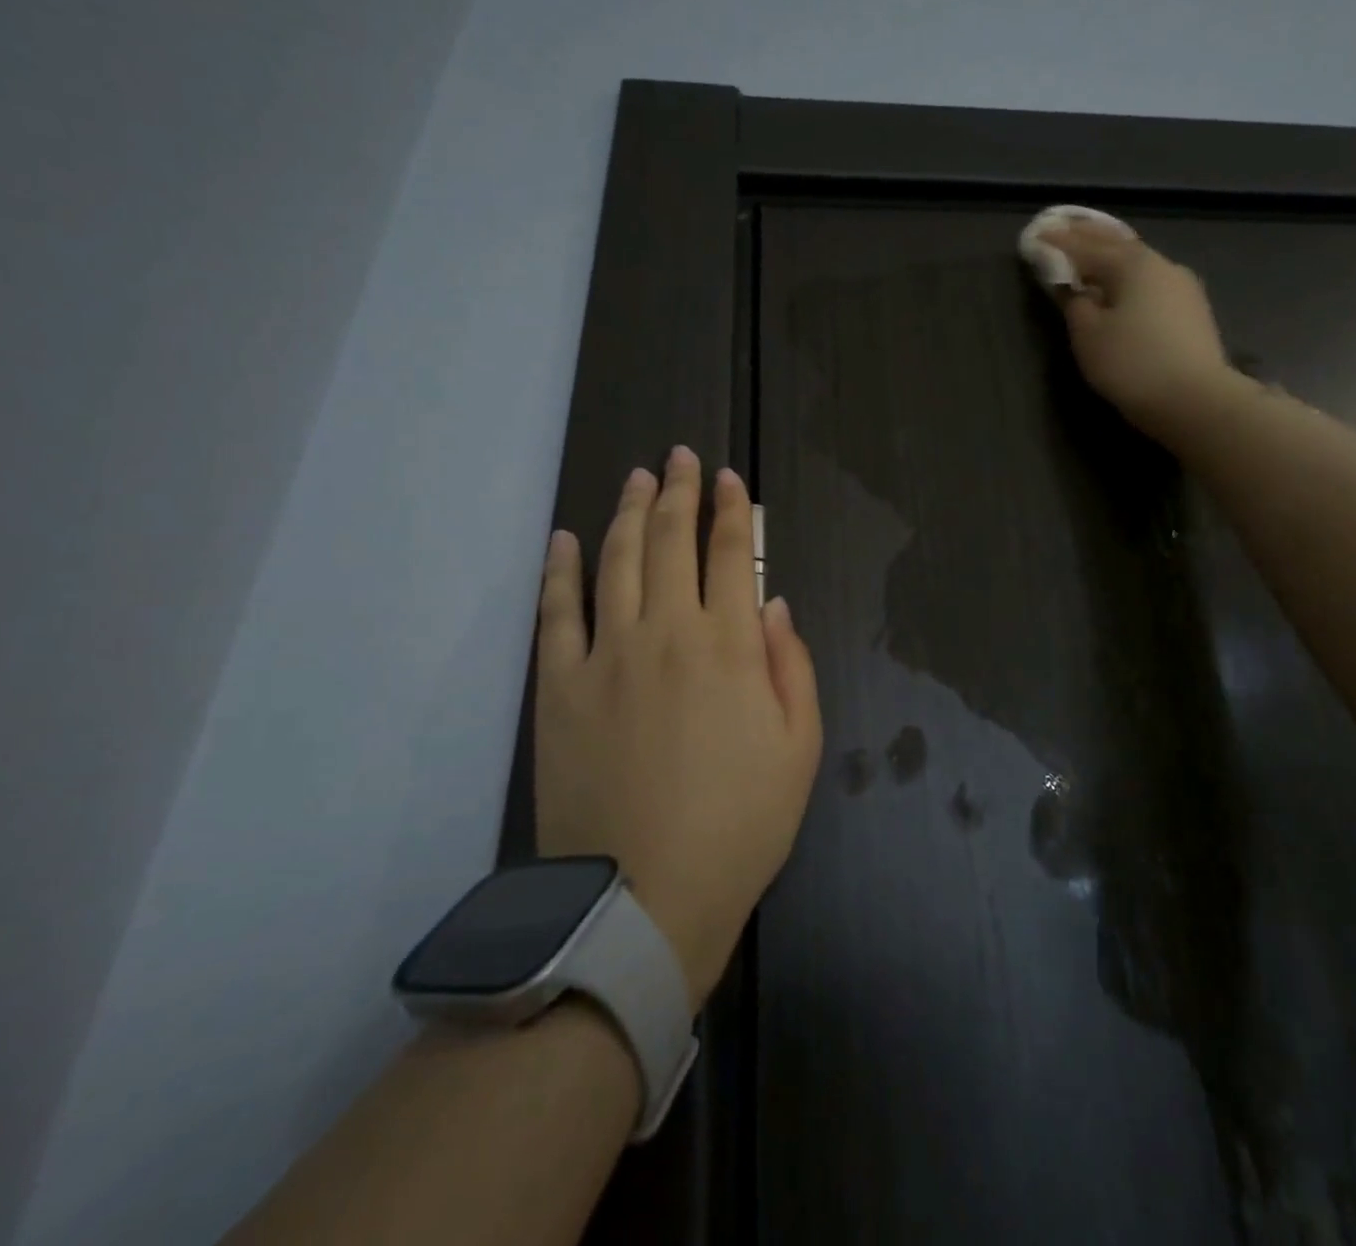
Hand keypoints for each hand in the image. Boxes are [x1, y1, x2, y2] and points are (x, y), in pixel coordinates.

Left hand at [532, 447, 821, 1009]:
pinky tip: (563, 538)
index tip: (728, 479)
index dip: (730, 510)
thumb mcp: (799, 750)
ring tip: (636, 478)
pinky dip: (560, 570)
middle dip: (677, 492)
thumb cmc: (740, 826)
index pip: (731, 555)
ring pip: (615, 562)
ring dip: (627, 512)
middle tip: (678, 457)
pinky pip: (556, 614)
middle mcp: (667, 633)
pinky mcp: (558, 688)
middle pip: (669, 542)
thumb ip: (792, 666)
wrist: (644, 899)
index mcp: (729, 647)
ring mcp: (606, 656)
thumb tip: (771, 603)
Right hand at [1040, 217, 1234, 444]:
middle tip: (1065, 227)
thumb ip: (1075, 305)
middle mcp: (1161, 265)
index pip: (1086, 247)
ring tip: (1091, 251)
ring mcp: (1182, 287)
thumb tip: (1074, 288)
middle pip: (1117, 244)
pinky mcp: (1191, 311)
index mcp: (1132, 265)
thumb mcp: (1089, 336)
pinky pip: (1150, 282)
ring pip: (1137, 262)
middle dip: (1089, 236)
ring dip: (1111, 255)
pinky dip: (1128, 276)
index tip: (1038, 233)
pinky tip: (1121, 284)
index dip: (1059, 241)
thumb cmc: (1132, 364)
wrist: (1195, 400)